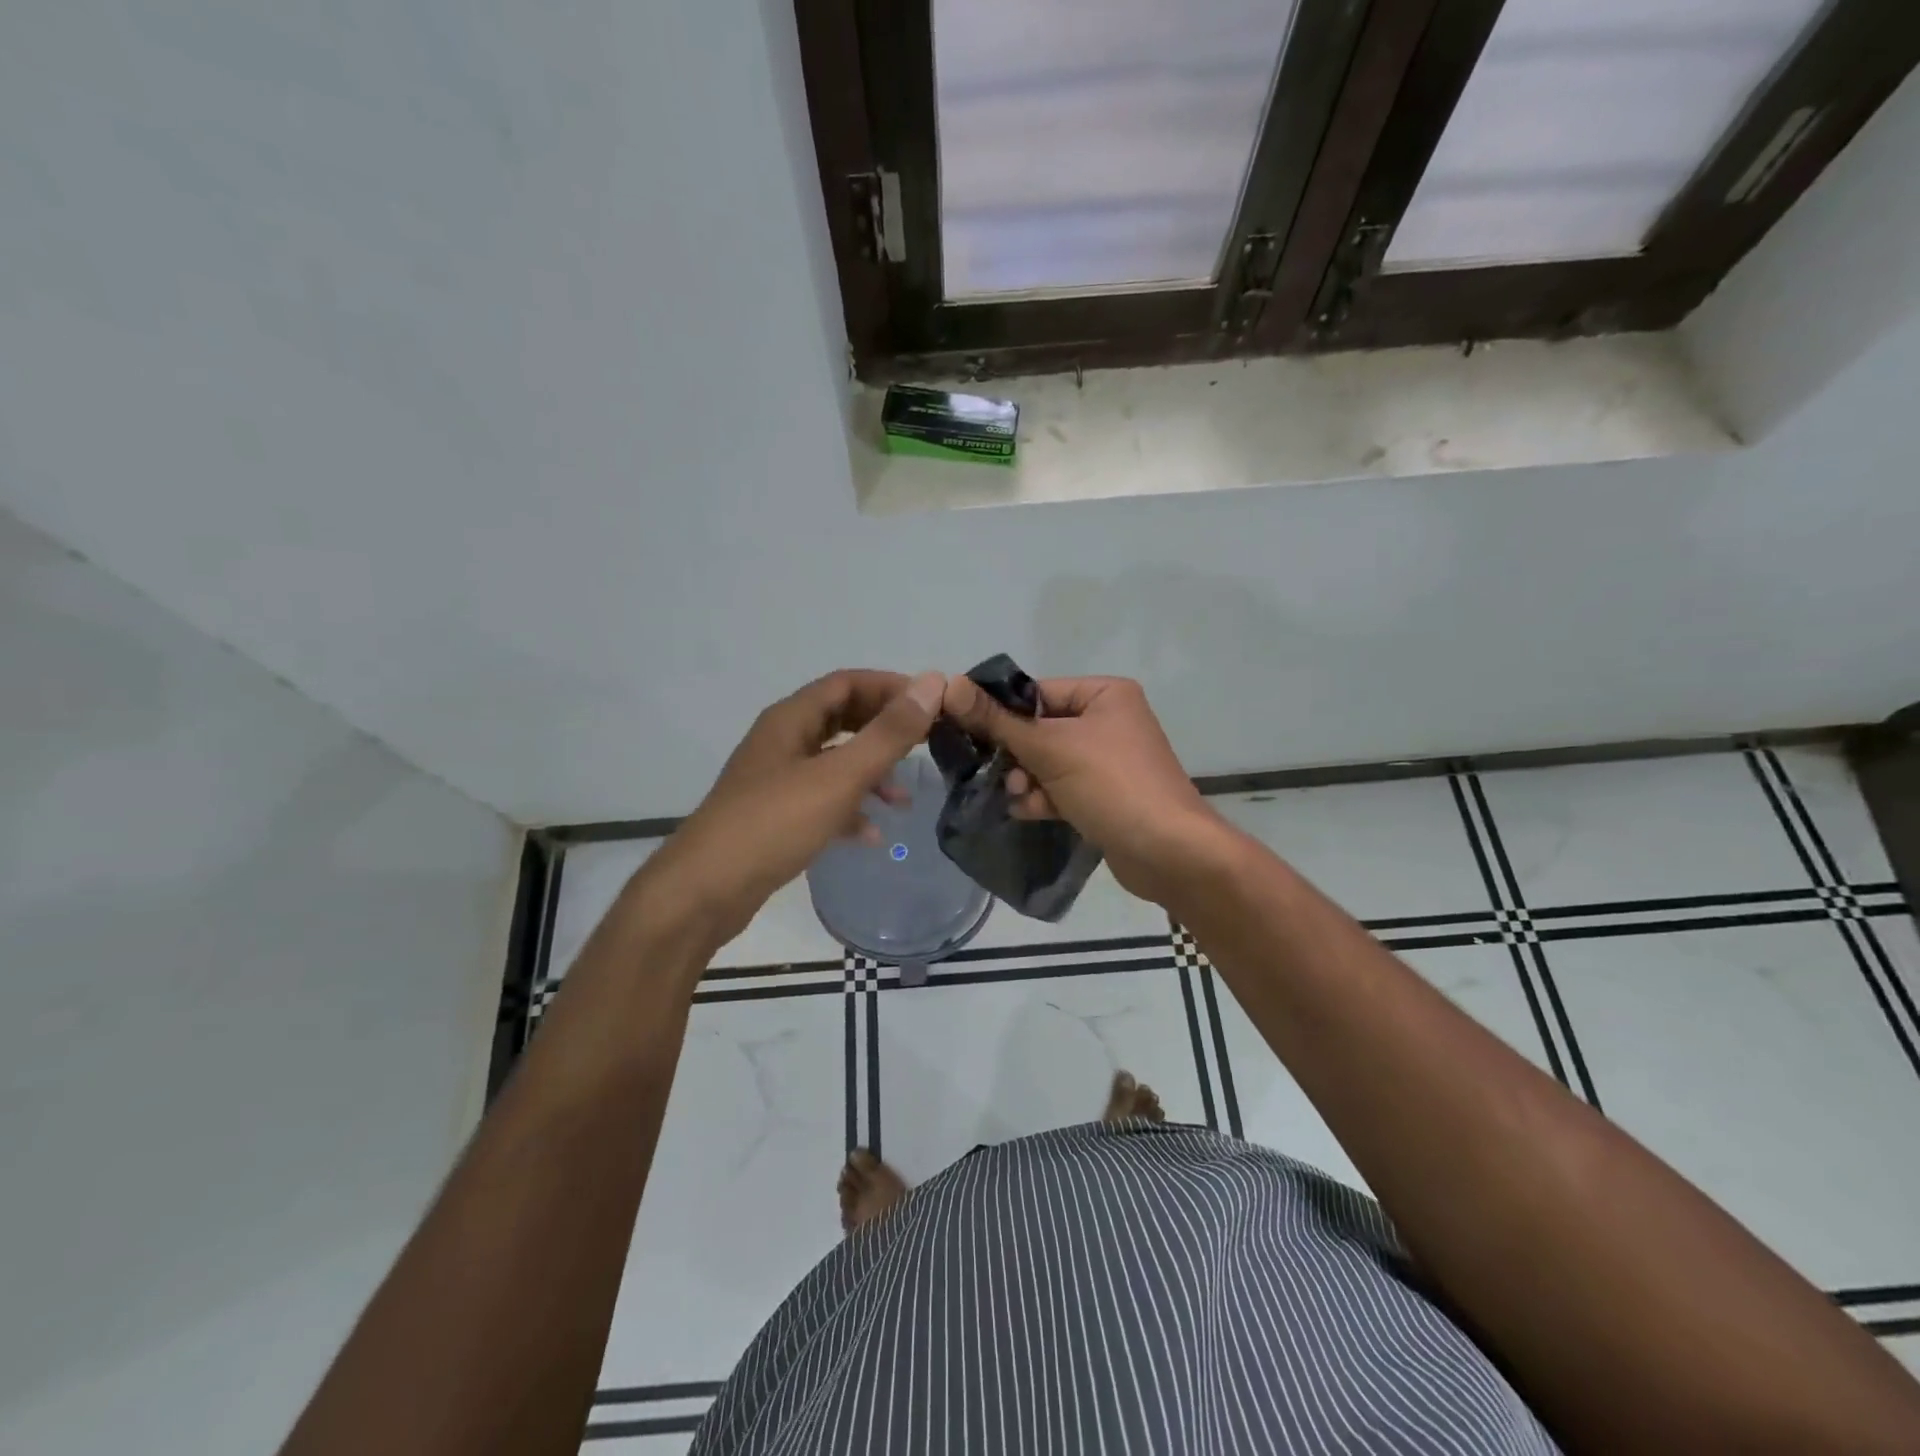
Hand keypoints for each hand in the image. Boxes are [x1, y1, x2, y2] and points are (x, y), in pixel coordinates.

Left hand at [643, 670, 945, 951]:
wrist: (706, 890)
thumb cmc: (774, 823)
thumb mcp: (839, 776)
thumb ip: (888, 733)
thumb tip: (932, 683)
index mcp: (791, 719)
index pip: (847, 683)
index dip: (890, 687)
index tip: (931, 705)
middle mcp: (782, 741)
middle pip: (841, 719)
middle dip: (883, 730)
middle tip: (926, 744)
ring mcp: (776, 780)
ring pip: (833, 763)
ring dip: (871, 774)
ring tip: (904, 800)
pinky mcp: (775, 816)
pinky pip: (821, 801)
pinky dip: (849, 810)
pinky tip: (872, 835)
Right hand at [939, 674, 1222, 903]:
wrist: (1169, 854)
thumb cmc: (1112, 785)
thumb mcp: (1051, 748)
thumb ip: (998, 721)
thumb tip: (950, 685)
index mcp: (1105, 694)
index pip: (1037, 692)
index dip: (1001, 713)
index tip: (966, 731)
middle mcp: (1108, 721)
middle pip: (1039, 729)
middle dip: (1016, 754)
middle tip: (999, 773)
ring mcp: (1107, 761)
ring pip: (1047, 762)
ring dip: (1027, 779)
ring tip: (1020, 796)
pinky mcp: (1103, 795)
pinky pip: (1061, 787)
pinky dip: (1043, 798)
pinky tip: (1029, 812)